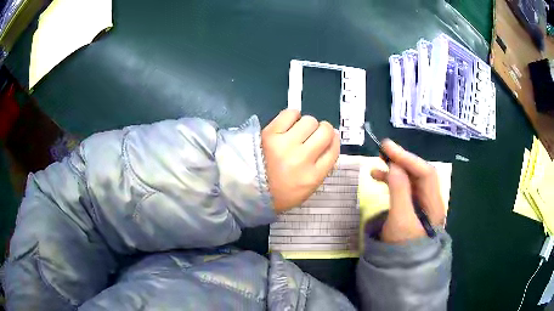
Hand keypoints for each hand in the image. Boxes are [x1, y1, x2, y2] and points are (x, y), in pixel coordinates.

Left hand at [262, 109, 339, 212]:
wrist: (247, 189)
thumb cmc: (279, 192)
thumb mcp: (306, 189)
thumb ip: (322, 167)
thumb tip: (331, 139)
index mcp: (313, 176)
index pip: (333, 149)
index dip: (334, 140)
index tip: (328, 139)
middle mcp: (302, 158)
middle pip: (325, 131)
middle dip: (323, 130)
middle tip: (313, 135)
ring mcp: (285, 144)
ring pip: (309, 120)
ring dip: (307, 124)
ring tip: (298, 131)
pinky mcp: (270, 133)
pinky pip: (290, 113)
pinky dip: (293, 116)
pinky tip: (289, 124)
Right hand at [371, 139, 445, 242]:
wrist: (402, 270)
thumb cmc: (402, 248)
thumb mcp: (400, 220)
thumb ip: (399, 192)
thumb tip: (394, 165)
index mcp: (434, 203)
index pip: (425, 172)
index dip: (407, 158)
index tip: (388, 148)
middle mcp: (431, 200)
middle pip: (420, 174)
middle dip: (402, 161)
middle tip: (382, 151)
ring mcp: (422, 205)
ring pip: (411, 180)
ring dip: (395, 171)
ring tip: (375, 168)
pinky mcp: (412, 209)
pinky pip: (404, 189)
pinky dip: (393, 182)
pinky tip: (380, 180)